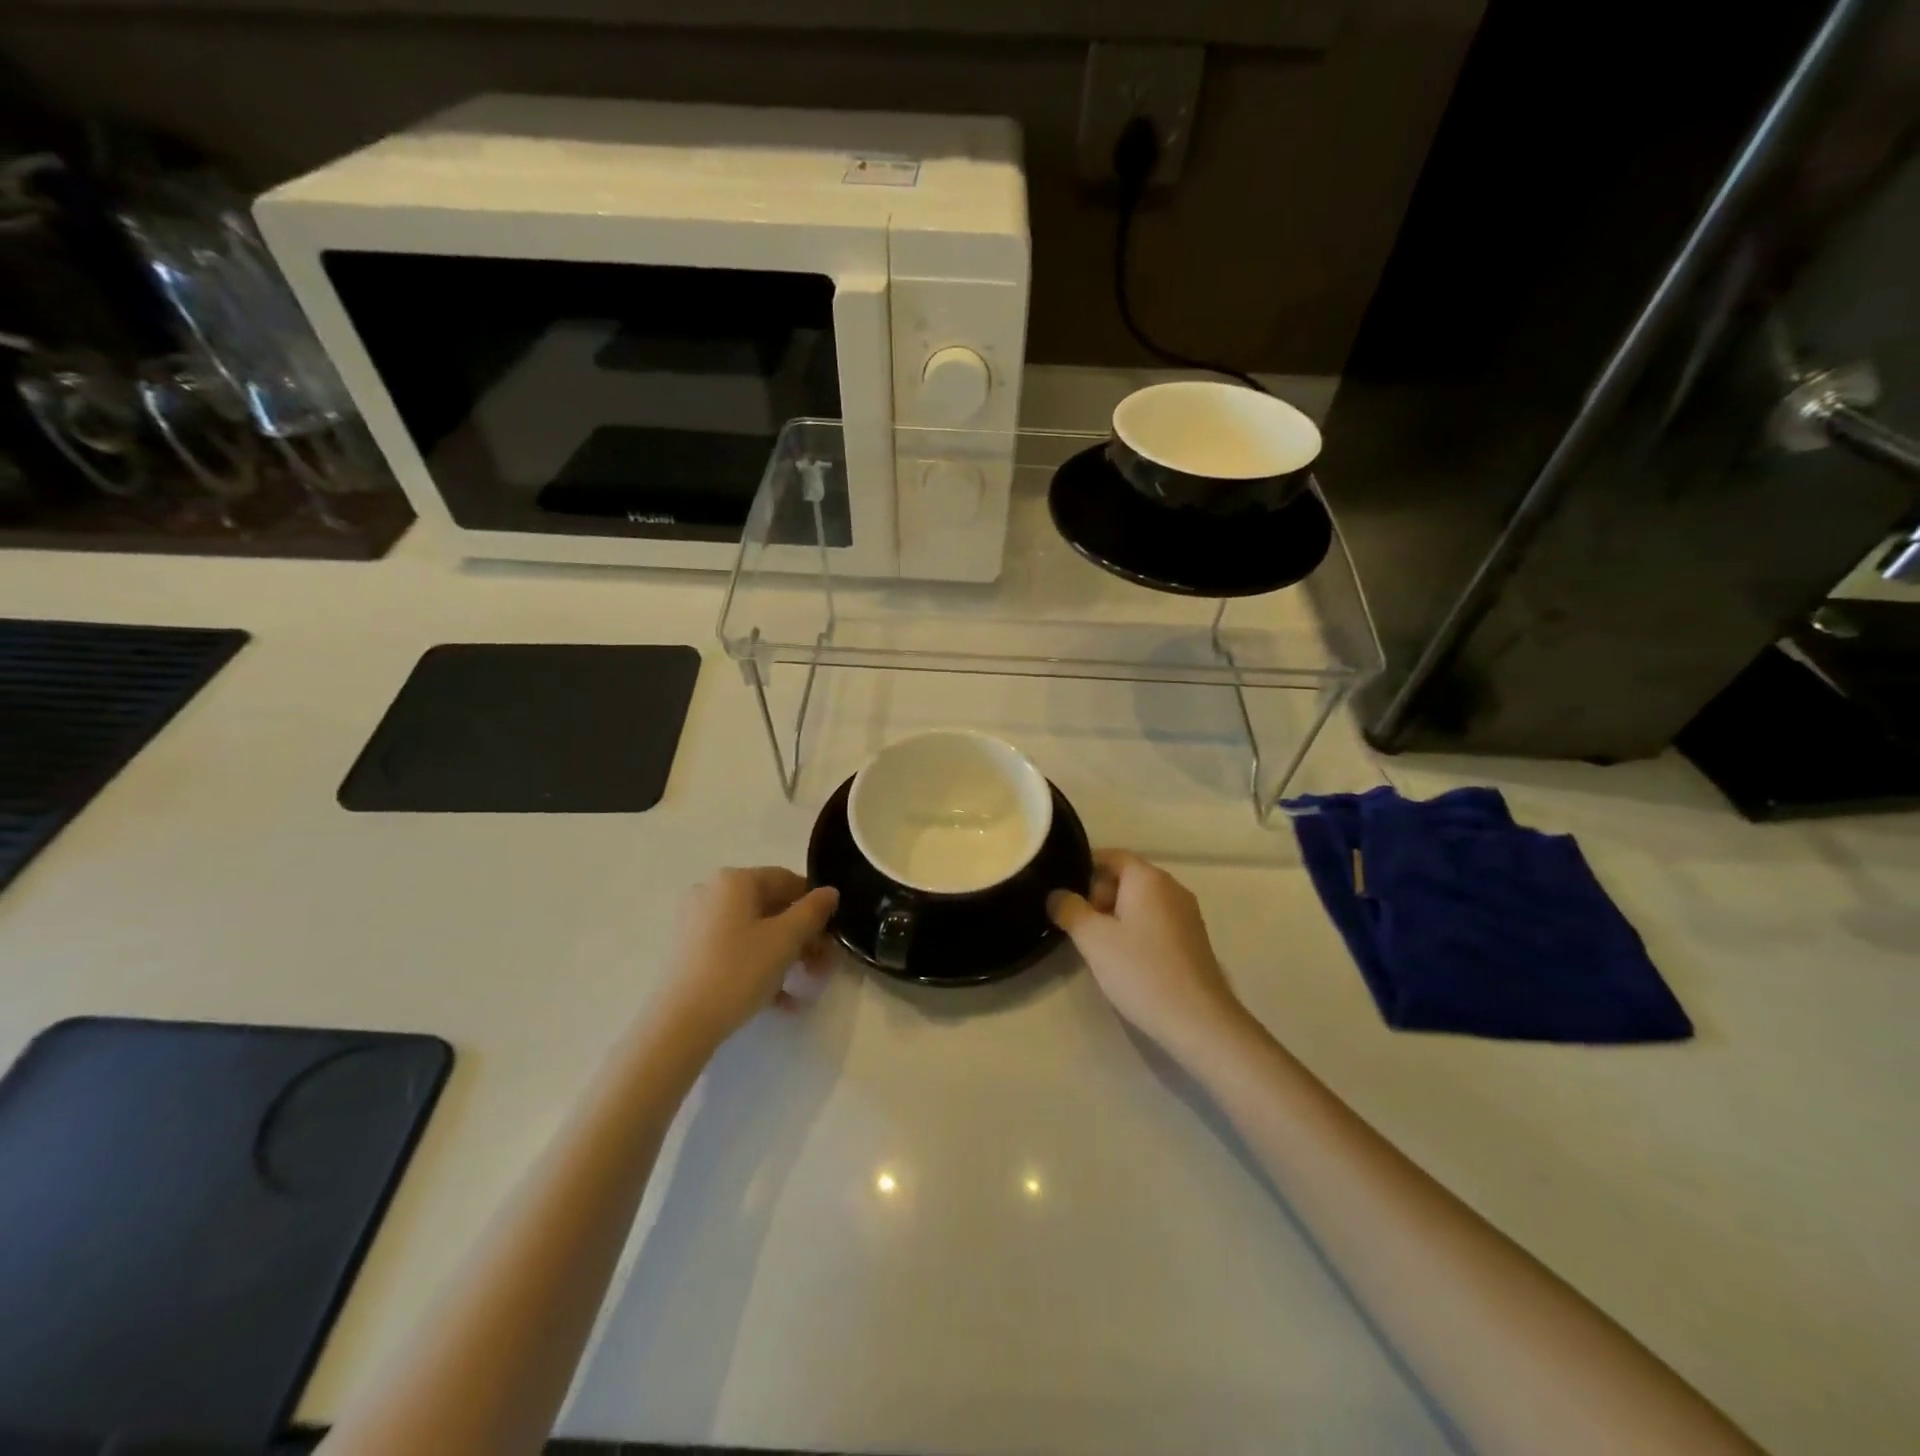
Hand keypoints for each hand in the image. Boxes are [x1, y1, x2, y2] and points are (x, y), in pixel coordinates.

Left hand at [657, 868, 839, 1046]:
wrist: (679, 1024)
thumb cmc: (738, 971)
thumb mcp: (786, 940)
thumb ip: (812, 911)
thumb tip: (829, 892)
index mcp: (734, 880)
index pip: (787, 880)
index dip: (815, 906)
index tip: (831, 935)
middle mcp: (711, 893)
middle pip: (770, 908)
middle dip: (802, 937)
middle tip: (822, 966)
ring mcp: (696, 924)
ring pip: (754, 932)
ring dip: (785, 956)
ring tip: (804, 987)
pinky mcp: (689, 953)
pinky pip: (735, 951)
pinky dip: (759, 968)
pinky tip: (781, 1001)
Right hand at [1048, 850, 1248, 1061]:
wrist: (1198, 1021)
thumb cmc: (1141, 971)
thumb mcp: (1093, 939)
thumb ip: (1069, 910)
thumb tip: (1057, 894)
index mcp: (1148, 878)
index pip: (1111, 855)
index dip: (1083, 868)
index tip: (1062, 891)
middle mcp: (1171, 887)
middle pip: (1126, 877)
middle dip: (1098, 895)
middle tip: (1079, 925)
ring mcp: (1186, 913)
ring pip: (1140, 901)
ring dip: (1115, 916)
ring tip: (1097, 945)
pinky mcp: (1192, 938)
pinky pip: (1155, 920)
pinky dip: (1135, 930)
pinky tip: (1125, 960)